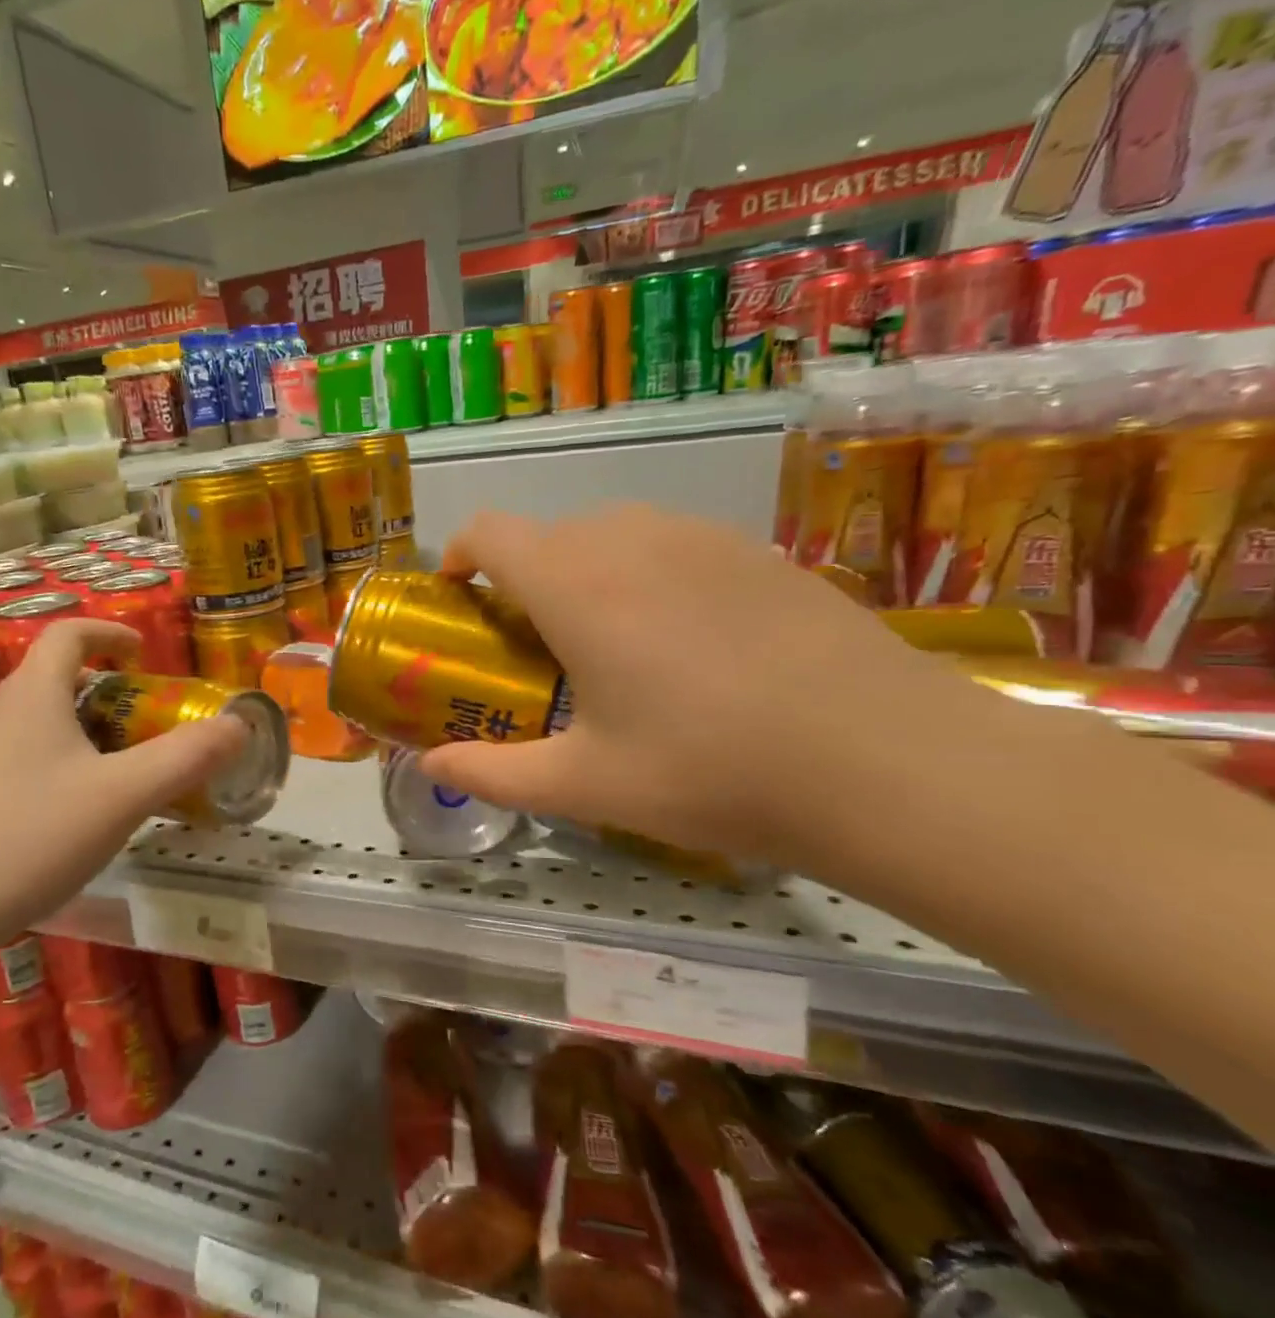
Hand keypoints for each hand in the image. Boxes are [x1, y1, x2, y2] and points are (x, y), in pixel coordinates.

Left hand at [0, 620, 248, 959]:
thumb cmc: (31, 837)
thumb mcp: (124, 795)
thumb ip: (186, 757)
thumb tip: (240, 725)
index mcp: (33, 695)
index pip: (68, 634)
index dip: (110, 633)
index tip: (145, 654)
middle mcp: (2, 716)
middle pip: (58, 678)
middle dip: (112, 689)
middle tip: (152, 719)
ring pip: (45, 723)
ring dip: (92, 730)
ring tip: (130, 768)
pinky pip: (32, 760)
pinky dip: (70, 764)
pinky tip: (87, 813)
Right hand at [418, 506, 988, 863]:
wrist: (885, 762)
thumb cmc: (710, 772)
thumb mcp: (585, 785)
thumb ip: (493, 773)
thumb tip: (431, 767)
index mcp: (575, 586)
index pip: (490, 532)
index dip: (459, 554)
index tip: (459, 596)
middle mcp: (632, 541)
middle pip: (550, 534)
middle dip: (524, 578)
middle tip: (537, 646)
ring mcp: (702, 538)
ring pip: (614, 533)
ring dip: (587, 572)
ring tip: (611, 642)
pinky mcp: (758, 552)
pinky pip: (675, 543)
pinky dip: (649, 574)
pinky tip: (688, 642)